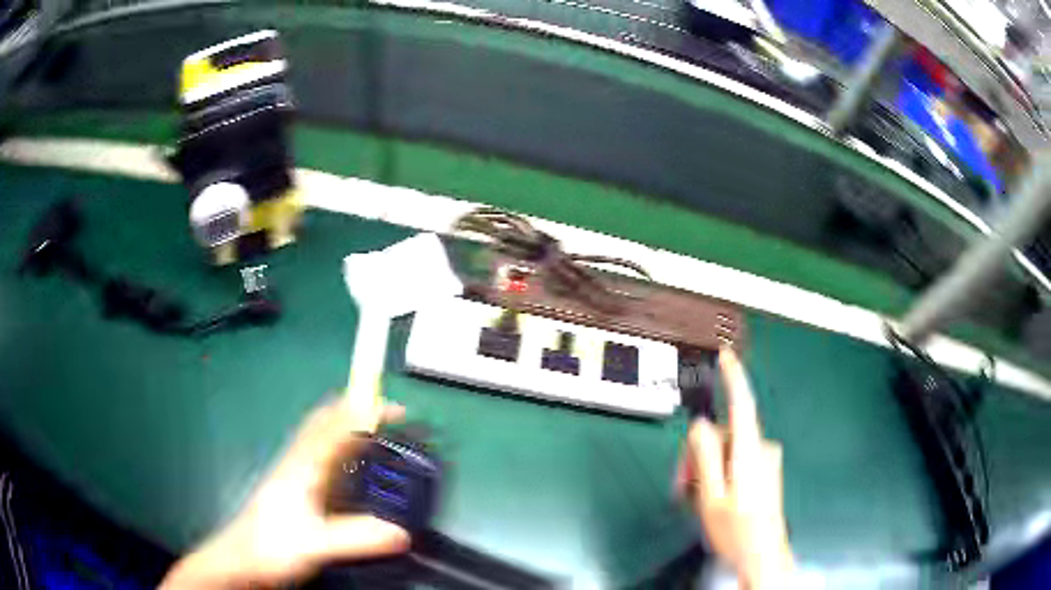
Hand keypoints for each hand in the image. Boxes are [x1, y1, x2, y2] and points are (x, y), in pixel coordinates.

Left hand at [161, 395, 409, 588]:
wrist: (240, 558)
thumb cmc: (272, 546)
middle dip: (355, 409)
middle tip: (387, 413)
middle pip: (325, 420)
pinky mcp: (293, 485)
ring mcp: (294, 471)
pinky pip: (319, 454)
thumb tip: (402, 533)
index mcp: (304, 466)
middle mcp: (299, 461)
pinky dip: (339, 446)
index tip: (395, 408)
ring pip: (321, 435)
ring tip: (374, 430)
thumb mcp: (316, 545)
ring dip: (347, 424)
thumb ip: (357, 538)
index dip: (365, 411)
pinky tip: (349, 464)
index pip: (336, 427)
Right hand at [676, 349, 792, 588]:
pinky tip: (716, 496)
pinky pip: (739, 460)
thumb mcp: (711, 496)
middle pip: (726, 433)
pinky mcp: (766, 471)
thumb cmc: (737, 530)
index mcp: (748, 453)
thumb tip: (701, 426)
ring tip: (701, 497)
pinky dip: (723, 472)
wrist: (762, 554)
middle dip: (702, 451)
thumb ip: (705, 457)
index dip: (734, 377)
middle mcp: (762, 451)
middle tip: (686, 481)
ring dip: (711, 467)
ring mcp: (766, 461)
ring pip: (730, 450)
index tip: (726, 356)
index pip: (742, 403)